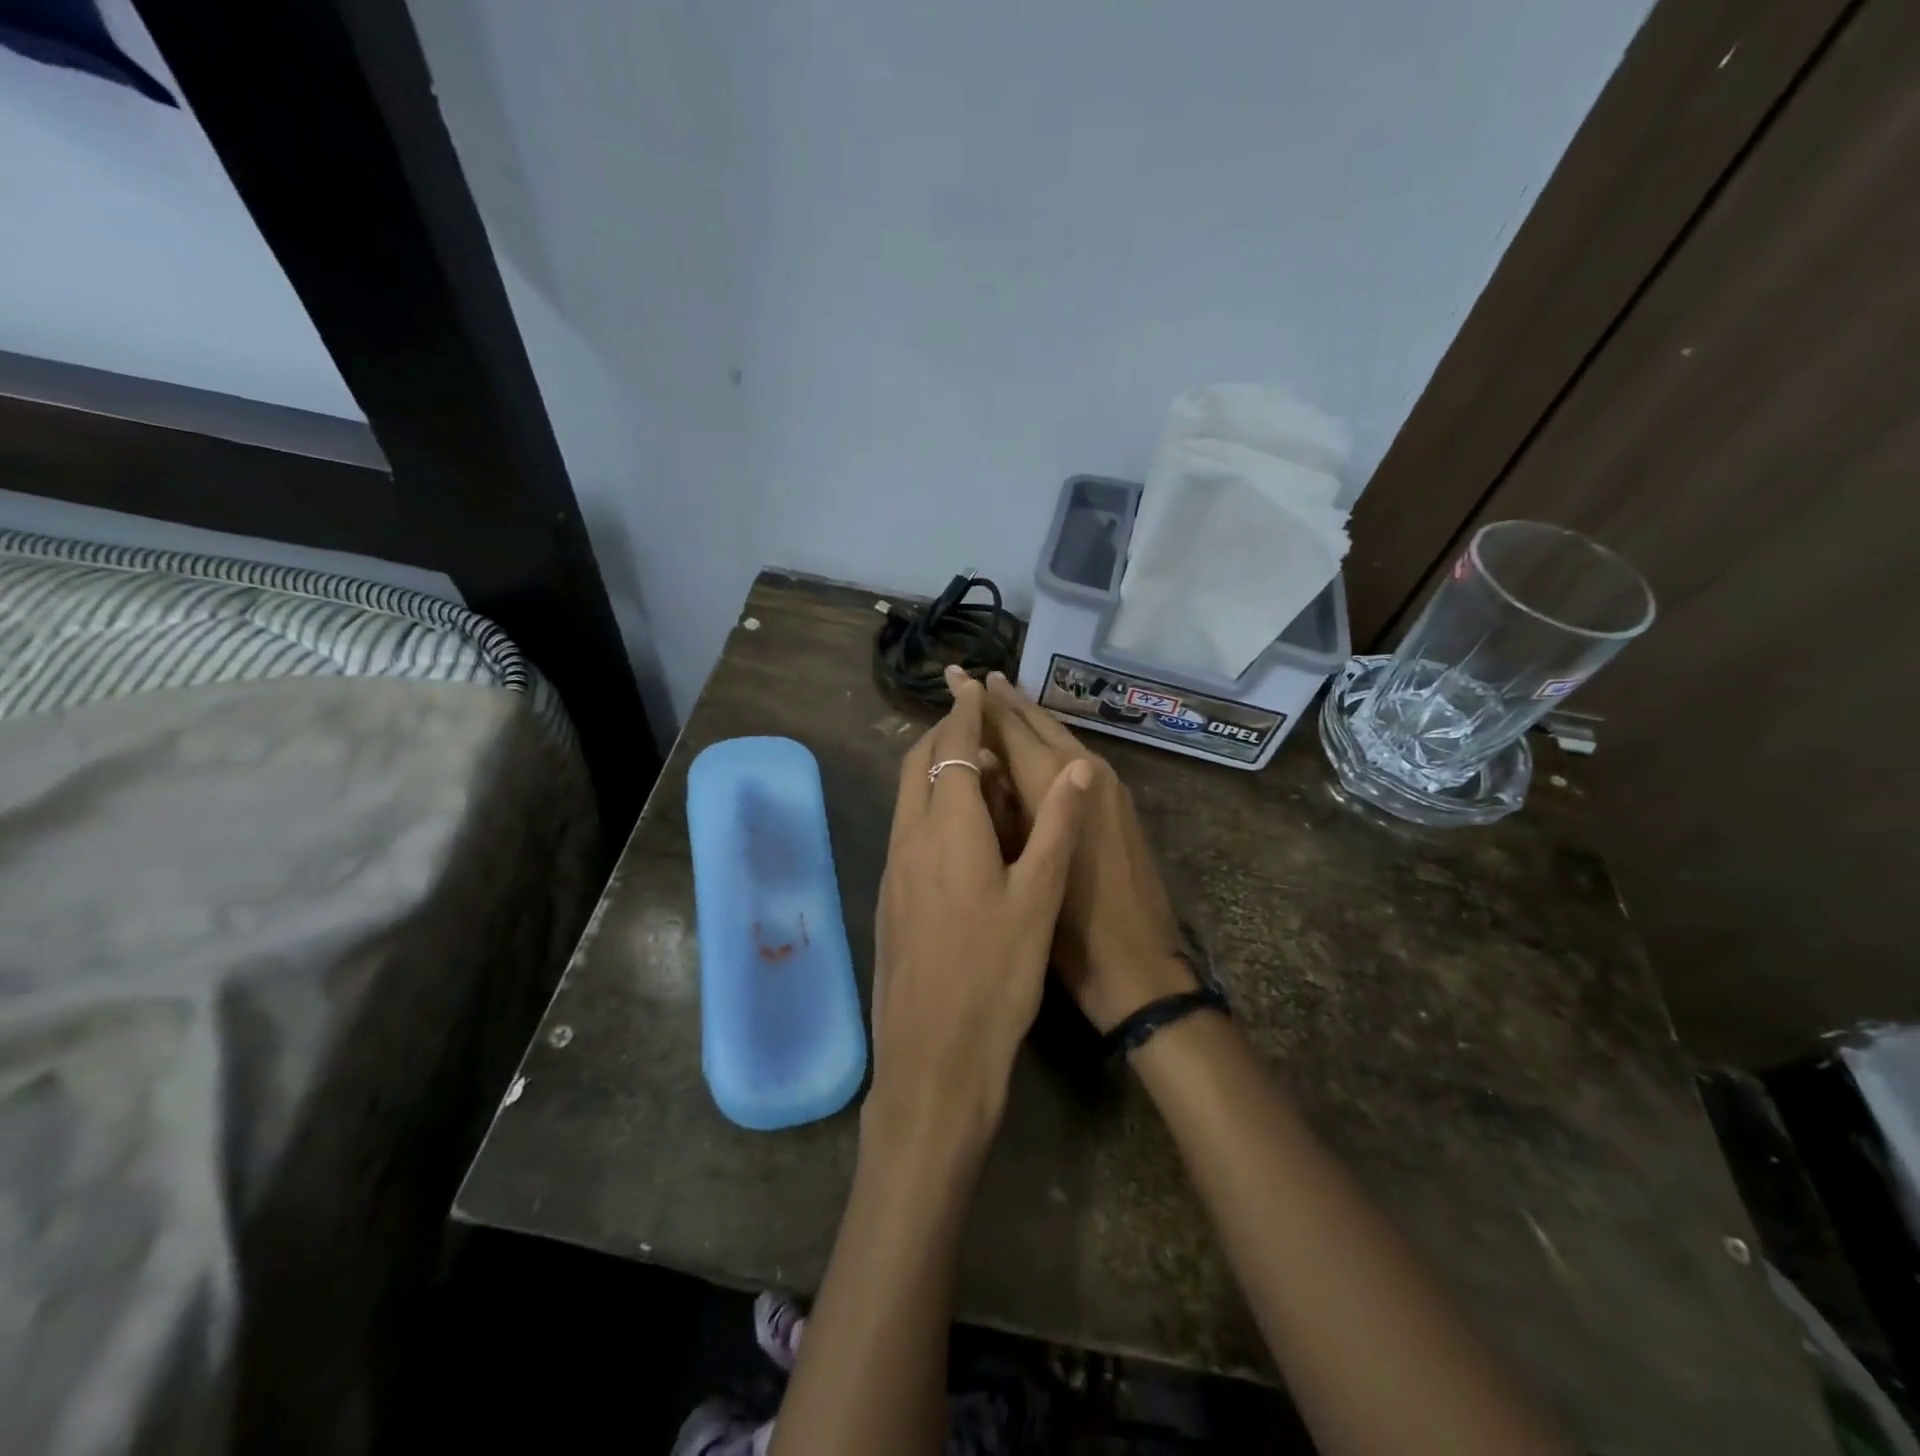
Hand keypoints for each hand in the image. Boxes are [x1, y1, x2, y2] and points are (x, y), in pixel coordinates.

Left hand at [869, 666, 1092, 1153]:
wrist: (933, 1056)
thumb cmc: (995, 975)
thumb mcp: (1038, 900)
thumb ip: (1056, 828)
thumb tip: (1079, 769)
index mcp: (947, 830)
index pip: (953, 750)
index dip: (965, 713)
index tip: (972, 683)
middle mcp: (910, 838)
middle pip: (918, 764)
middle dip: (942, 731)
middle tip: (973, 715)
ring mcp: (893, 868)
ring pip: (907, 795)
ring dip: (933, 765)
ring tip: (969, 760)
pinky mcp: (889, 895)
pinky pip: (906, 825)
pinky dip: (927, 800)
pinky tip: (954, 822)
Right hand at [980, 672, 1196, 1032]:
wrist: (1136, 962)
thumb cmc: (1067, 925)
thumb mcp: (1021, 863)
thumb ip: (1000, 806)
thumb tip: (981, 763)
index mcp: (1057, 781)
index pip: (1010, 727)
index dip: (979, 702)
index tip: (955, 676)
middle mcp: (1087, 769)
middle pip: (1038, 723)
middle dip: (1005, 700)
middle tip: (975, 677)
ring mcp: (1109, 784)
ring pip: (1060, 736)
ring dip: (1028, 718)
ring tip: (999, 700)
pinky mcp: (1119, 802)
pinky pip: (1076, 757)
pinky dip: (1049, 743)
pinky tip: (1033, 746)